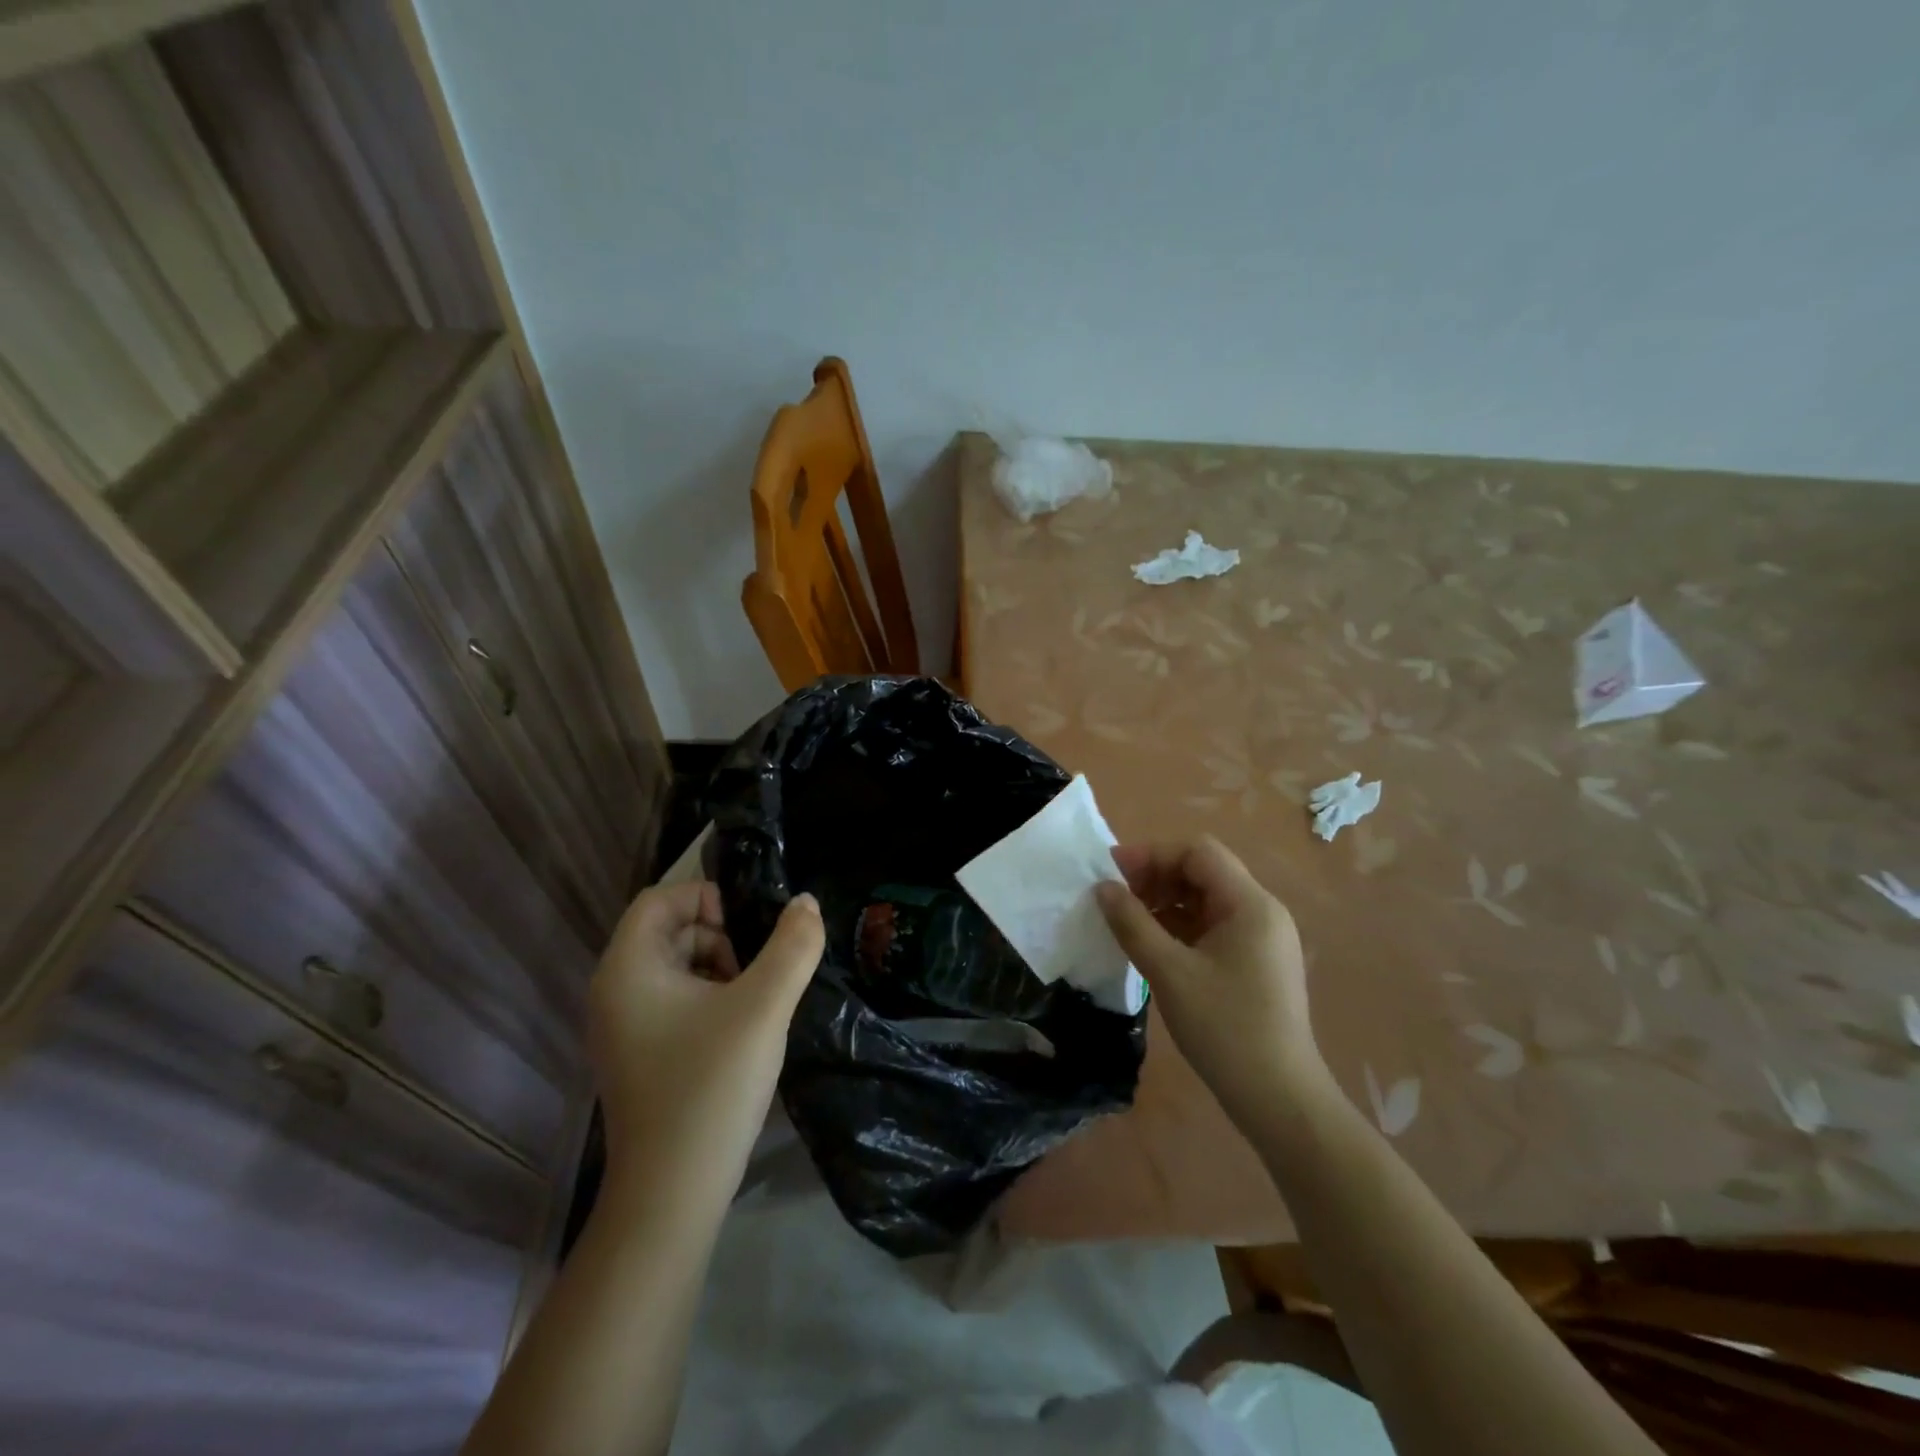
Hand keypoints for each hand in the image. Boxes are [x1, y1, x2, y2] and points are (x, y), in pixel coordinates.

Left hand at [588, 882, 823, 1186]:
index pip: (660, 898)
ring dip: (719, 969)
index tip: (749, 928)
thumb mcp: (764, 1006)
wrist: (671, 1195)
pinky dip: (709, 1000)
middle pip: (669, 931)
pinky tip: (740, 1031)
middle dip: (720, 937)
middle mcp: (614, 991)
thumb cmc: (711, 1086)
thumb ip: (793, 946)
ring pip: (675, 968)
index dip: (707, 898)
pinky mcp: (637, 1057)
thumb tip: (806, 902)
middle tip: (758, 970)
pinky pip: (673, 1003)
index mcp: (628, 968)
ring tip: (755, 1002)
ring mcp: (622, 1028)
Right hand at [1094, 837, 1329, 1126]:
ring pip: (1207, 899)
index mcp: (1250, 904)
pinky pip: (1214, 926)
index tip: (1112, 872)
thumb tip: (1103, 888)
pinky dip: (1181, 925)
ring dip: (1166, 902)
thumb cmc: (1224, 1029)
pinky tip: (1154, 944)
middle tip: (1117, 898)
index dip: (1152, 854)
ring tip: (1129, 921)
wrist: (1279, 1099)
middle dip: (1157, 877)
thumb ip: (1132, 923)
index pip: (1198, 853)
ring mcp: (1262, 938)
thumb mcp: (1169, 972)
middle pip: (1203, 872)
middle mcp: (1262, 911)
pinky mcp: (1256, 962)